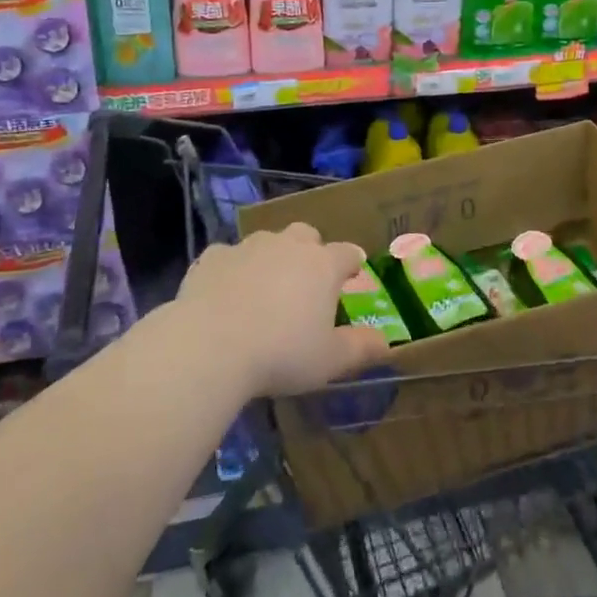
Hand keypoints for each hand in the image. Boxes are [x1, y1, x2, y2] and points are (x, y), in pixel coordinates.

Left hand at [177, 224, 388, 395]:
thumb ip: (361, 348)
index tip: (352, 275)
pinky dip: (230, 270)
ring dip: (270, 258)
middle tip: (306, 280)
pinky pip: (227, 257)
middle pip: (306, 235)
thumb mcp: (330, 361)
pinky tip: (224, 294)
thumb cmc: (281, 353)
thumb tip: (386, 343)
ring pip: (266, 241)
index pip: (347, 253)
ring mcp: (247, 247)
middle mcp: (288, 246)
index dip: (351, 263)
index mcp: (322, 265)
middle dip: (310, 251)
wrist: (210, 346)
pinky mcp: (212, 257)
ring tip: (263, 289)